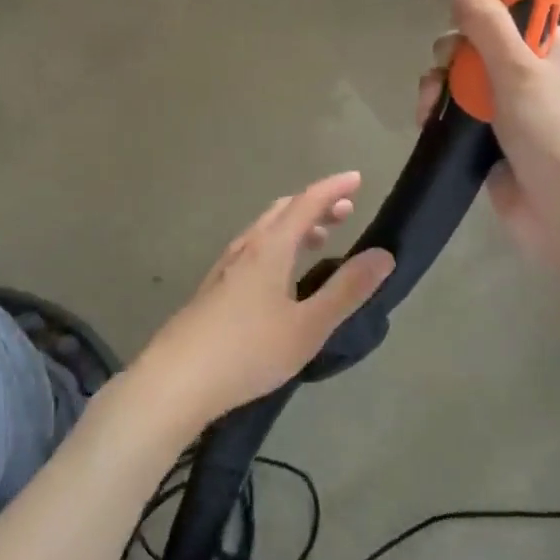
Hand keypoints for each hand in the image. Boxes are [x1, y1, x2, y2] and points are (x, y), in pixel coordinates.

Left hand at [130, 172, 393, 433]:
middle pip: (283, 212)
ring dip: (294, 226)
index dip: (333, 188)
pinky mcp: (213, 290)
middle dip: (315, 205)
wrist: (176, 380)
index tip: (357, 178)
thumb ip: (347, 290)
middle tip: (345, 211)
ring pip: (264, 232)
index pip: (306, 203)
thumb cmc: (249, 351)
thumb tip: (383, 255)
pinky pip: (252, 251)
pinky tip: (279, 276)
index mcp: (270, 249)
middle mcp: (245, 249)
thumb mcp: (308, 326)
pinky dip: (276, 246)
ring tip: (319, 239)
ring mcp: (224, 269)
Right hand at [417, 0, 559, 265]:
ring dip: (441, 88)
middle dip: (453, 58)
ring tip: (429, 107)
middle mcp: (539, 80)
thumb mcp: (520, 71)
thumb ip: (488, 26)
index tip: (462, 32)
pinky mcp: (494, 143)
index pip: (516, 19)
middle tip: (442, 75)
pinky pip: (461, 116)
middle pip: (482, 49)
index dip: (484, 19)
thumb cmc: (551, 134)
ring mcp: (516, 114)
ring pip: (466, 83)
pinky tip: (427, 122)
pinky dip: (443, 115)